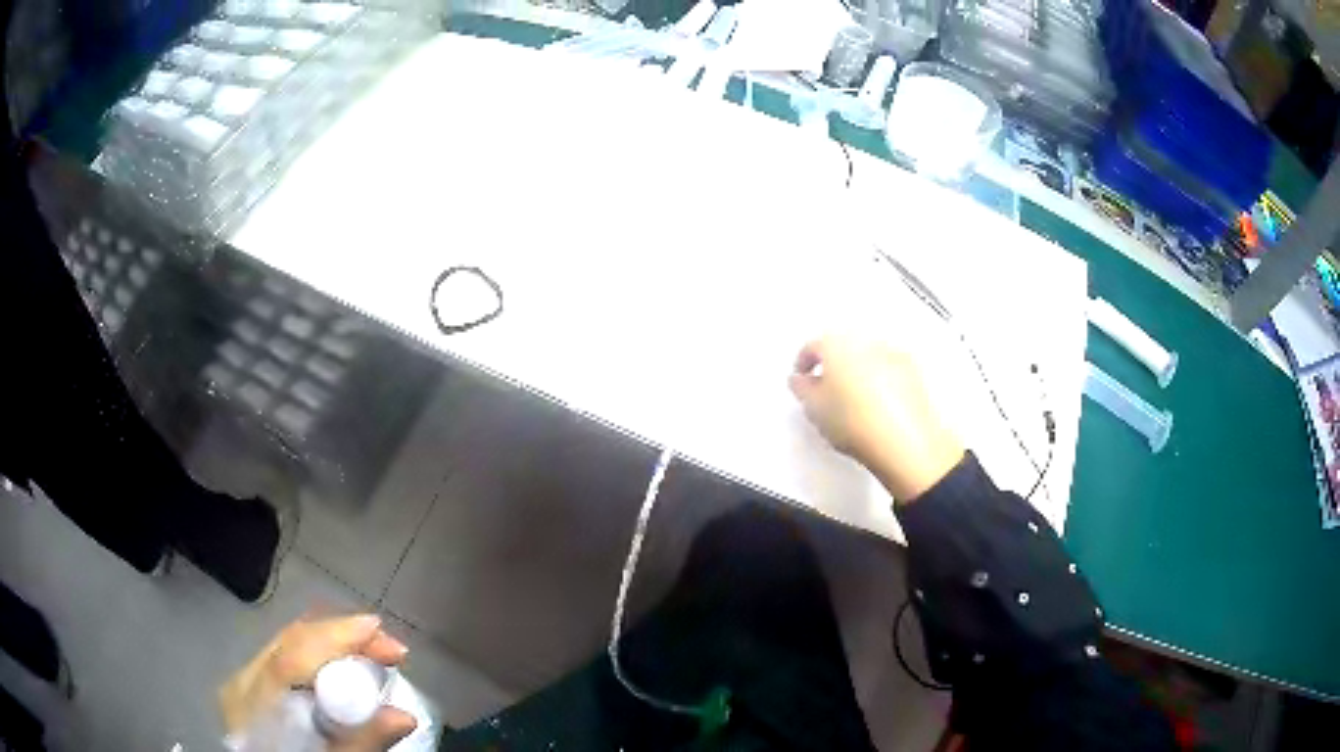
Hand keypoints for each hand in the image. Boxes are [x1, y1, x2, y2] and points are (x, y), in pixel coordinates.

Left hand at [219, 614, 416, 751]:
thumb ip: (362, 742)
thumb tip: (405, 715)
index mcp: (252, 702)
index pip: (293, 655)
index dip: (336, 636)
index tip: (379, 630)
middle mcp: (242, 681)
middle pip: (291, 641)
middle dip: (342, 635)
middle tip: (390, 647)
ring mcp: (244, 683)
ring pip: (289, 645)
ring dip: (333, 644)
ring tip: (375, 653)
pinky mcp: (253, 690)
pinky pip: (286, 658)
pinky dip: (318, 656)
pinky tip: (343, 666)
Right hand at [789, 336, 963, 502]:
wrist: (905, 443)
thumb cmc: (857, 423)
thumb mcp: (814, 409)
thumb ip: (802, 389)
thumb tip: (801, 381)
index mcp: (839, 344)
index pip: (813, 346)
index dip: (804, 362)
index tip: (802, 378)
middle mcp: (867, 342)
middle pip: (843, 347)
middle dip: (833, 365)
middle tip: (825, 389)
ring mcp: (894, 355)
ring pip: (867, 357)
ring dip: (857, 372)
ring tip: (852, 401)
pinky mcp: (914, 372)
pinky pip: (888, 370)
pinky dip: (879, 381)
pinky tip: (875, 405)